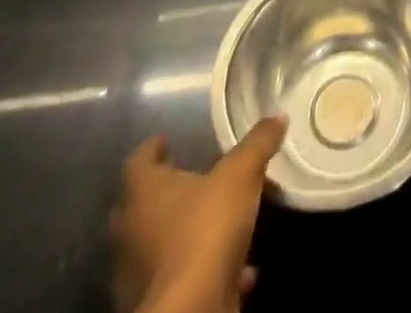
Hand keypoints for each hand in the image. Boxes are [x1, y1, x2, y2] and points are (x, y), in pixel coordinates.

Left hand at [110, 118, 287, 312]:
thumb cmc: (205, 231)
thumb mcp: (241, 175)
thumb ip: (257, 145)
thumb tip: (277, 116)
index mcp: (144, 194)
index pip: (139, 162)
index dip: (152, 149)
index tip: (165, 140)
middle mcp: (132, 233)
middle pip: (139, 207)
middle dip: (161, 194)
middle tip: (188, 179)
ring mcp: (140, 276)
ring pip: (157, 246)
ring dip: (182, 234)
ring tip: (217, 222)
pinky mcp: (160, 306)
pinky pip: (182, 279)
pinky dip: (206, 270)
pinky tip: (242, 268)